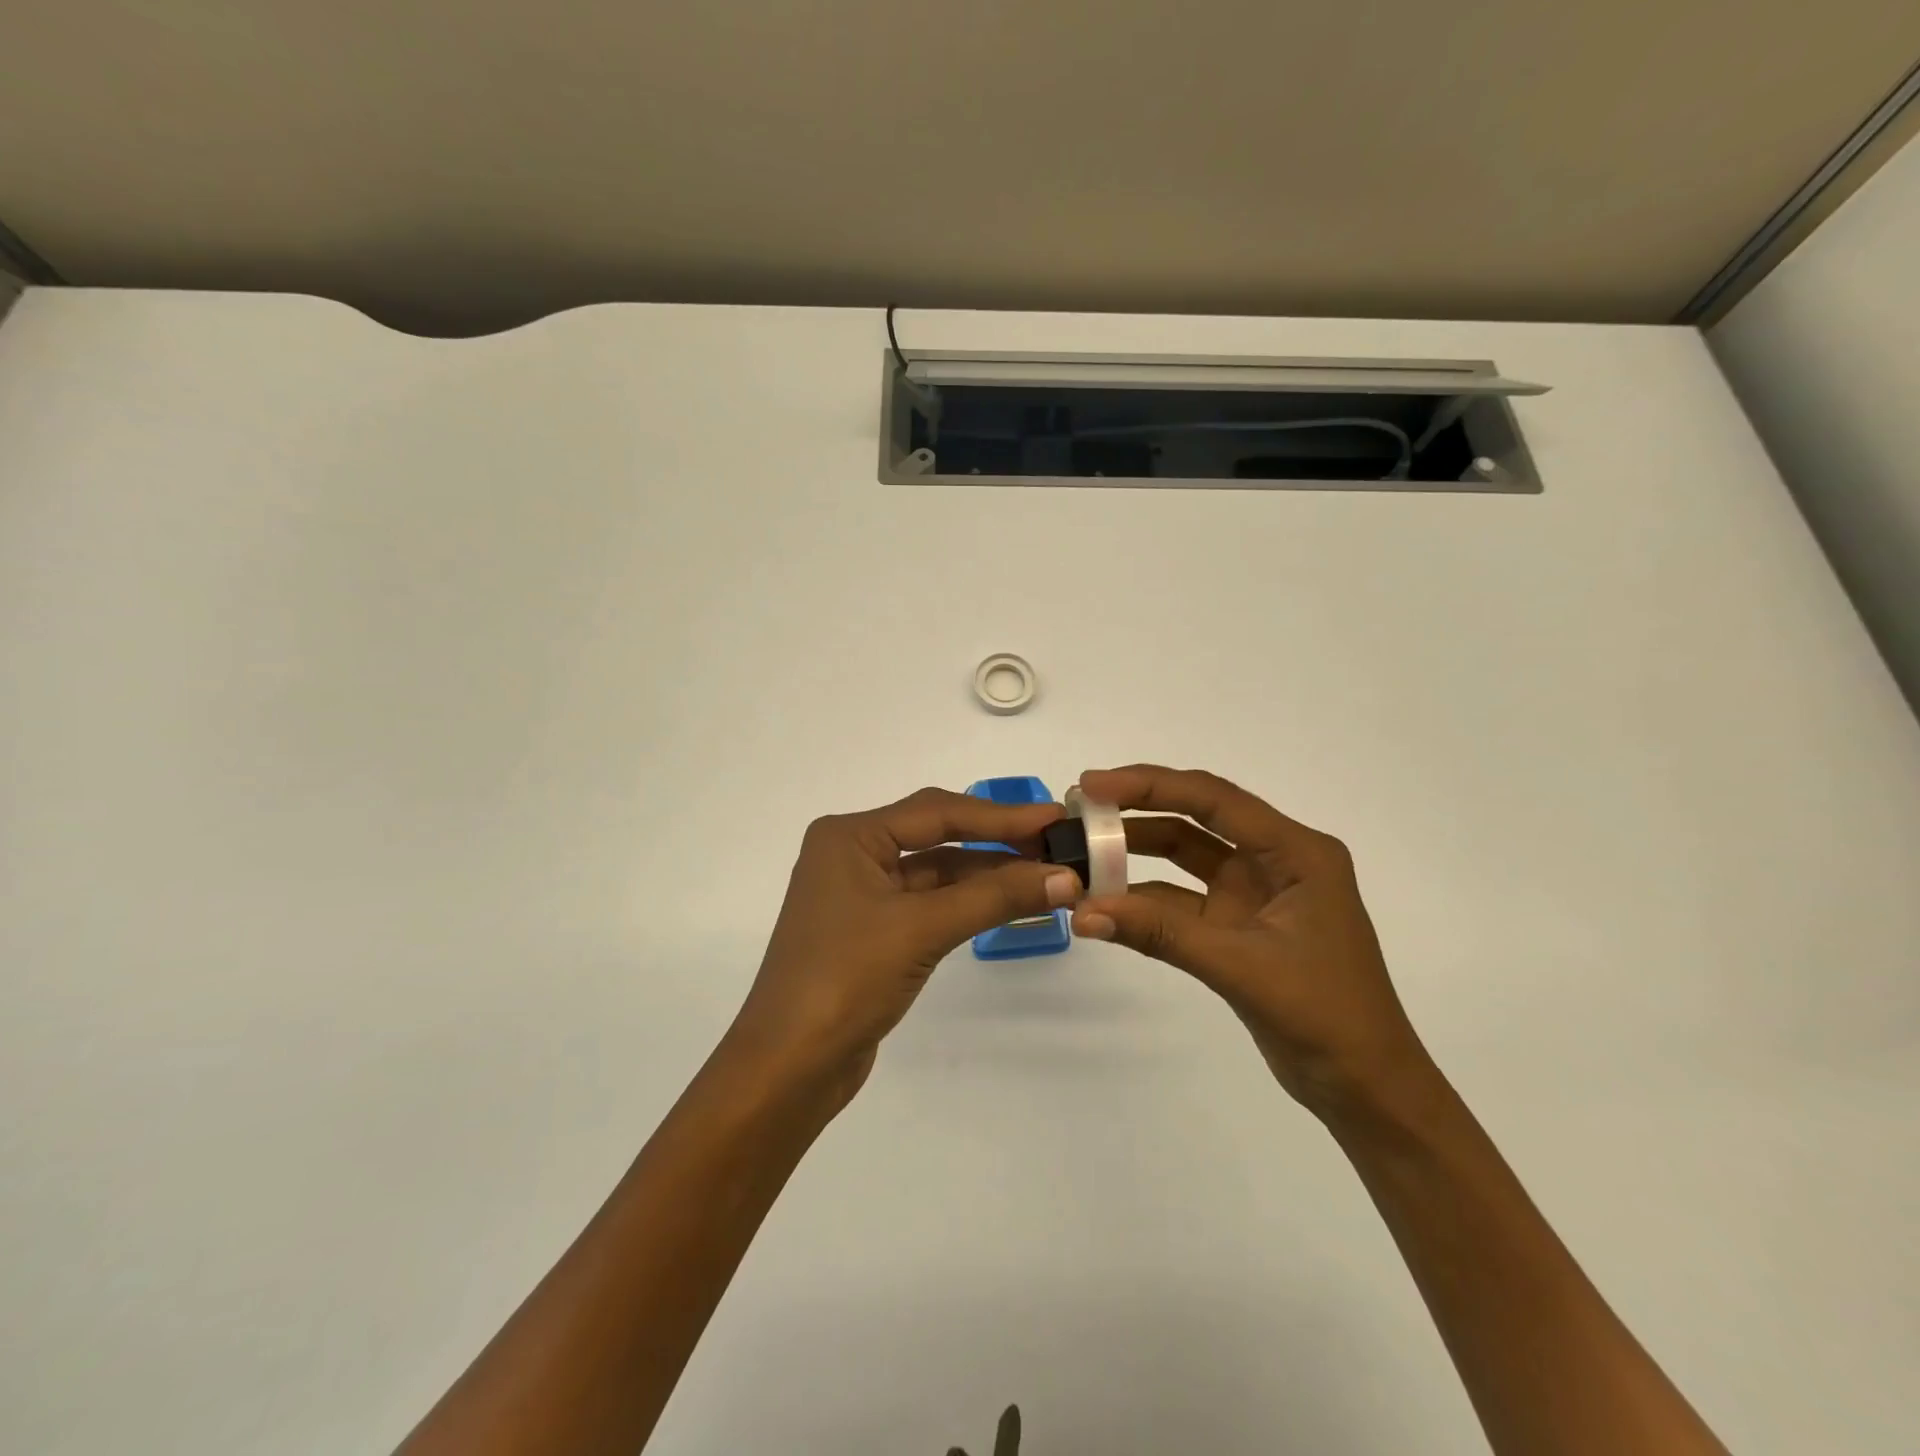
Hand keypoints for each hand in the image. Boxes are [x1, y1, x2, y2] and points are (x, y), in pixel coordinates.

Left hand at [727, 787, 1081, 1105]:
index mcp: (850, 836)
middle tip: (1056, 845)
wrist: (789, 1066)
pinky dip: (969, 903)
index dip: (1000, 815)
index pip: (936, 812)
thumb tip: (1065, 876)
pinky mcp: (873, 930)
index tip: (1054, 818)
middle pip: (936, 836)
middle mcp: (852, 854)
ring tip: (1047, 876)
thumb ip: (994, 897)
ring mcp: (861, 894)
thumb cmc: (846, 979)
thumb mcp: (922, 929)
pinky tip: (1010, 904)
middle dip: (996, 842)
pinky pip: (929, 903)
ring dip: (987, 876)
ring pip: (936, 872)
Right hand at [1070, 765, 1428, 1116]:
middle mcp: (1275, 860)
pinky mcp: (1238, 925)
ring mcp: (1254, 893)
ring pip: (1185, 856)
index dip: (1150, 785)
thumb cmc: (1324, 1016)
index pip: (1214, 800)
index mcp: (1296, 852)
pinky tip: (1106, 904)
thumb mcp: (1241, 966)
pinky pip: (1181, 900)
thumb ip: (1161, 933)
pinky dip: (1144, 901)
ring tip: (1082, 853)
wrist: (1366, 1089)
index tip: (1093, 784)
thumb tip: (1083, 912)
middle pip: (1196, 818)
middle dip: (1137, 811)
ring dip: (1136, 855)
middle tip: (1079, 810)